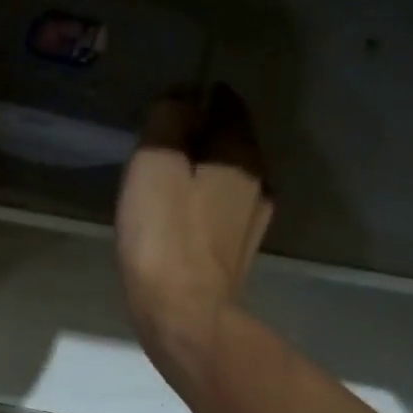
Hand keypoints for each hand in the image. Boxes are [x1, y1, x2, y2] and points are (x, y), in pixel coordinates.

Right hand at [116, 83, 272, 390]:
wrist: (183, 313)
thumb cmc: (165, 235)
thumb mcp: (155, 163)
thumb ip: (168, 121)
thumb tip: (181, 99)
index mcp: (240, 154)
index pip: (228, 104)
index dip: (199, 98)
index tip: (169, 108)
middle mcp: (258, 182)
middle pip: (231, 142)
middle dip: (202, 136)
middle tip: (162, 143)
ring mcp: (252, 222)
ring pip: (229, 179)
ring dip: (204, 172)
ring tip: (168, 180)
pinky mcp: (238, 254)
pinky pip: (222, 212)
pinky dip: (204, 204)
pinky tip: (181, 218)